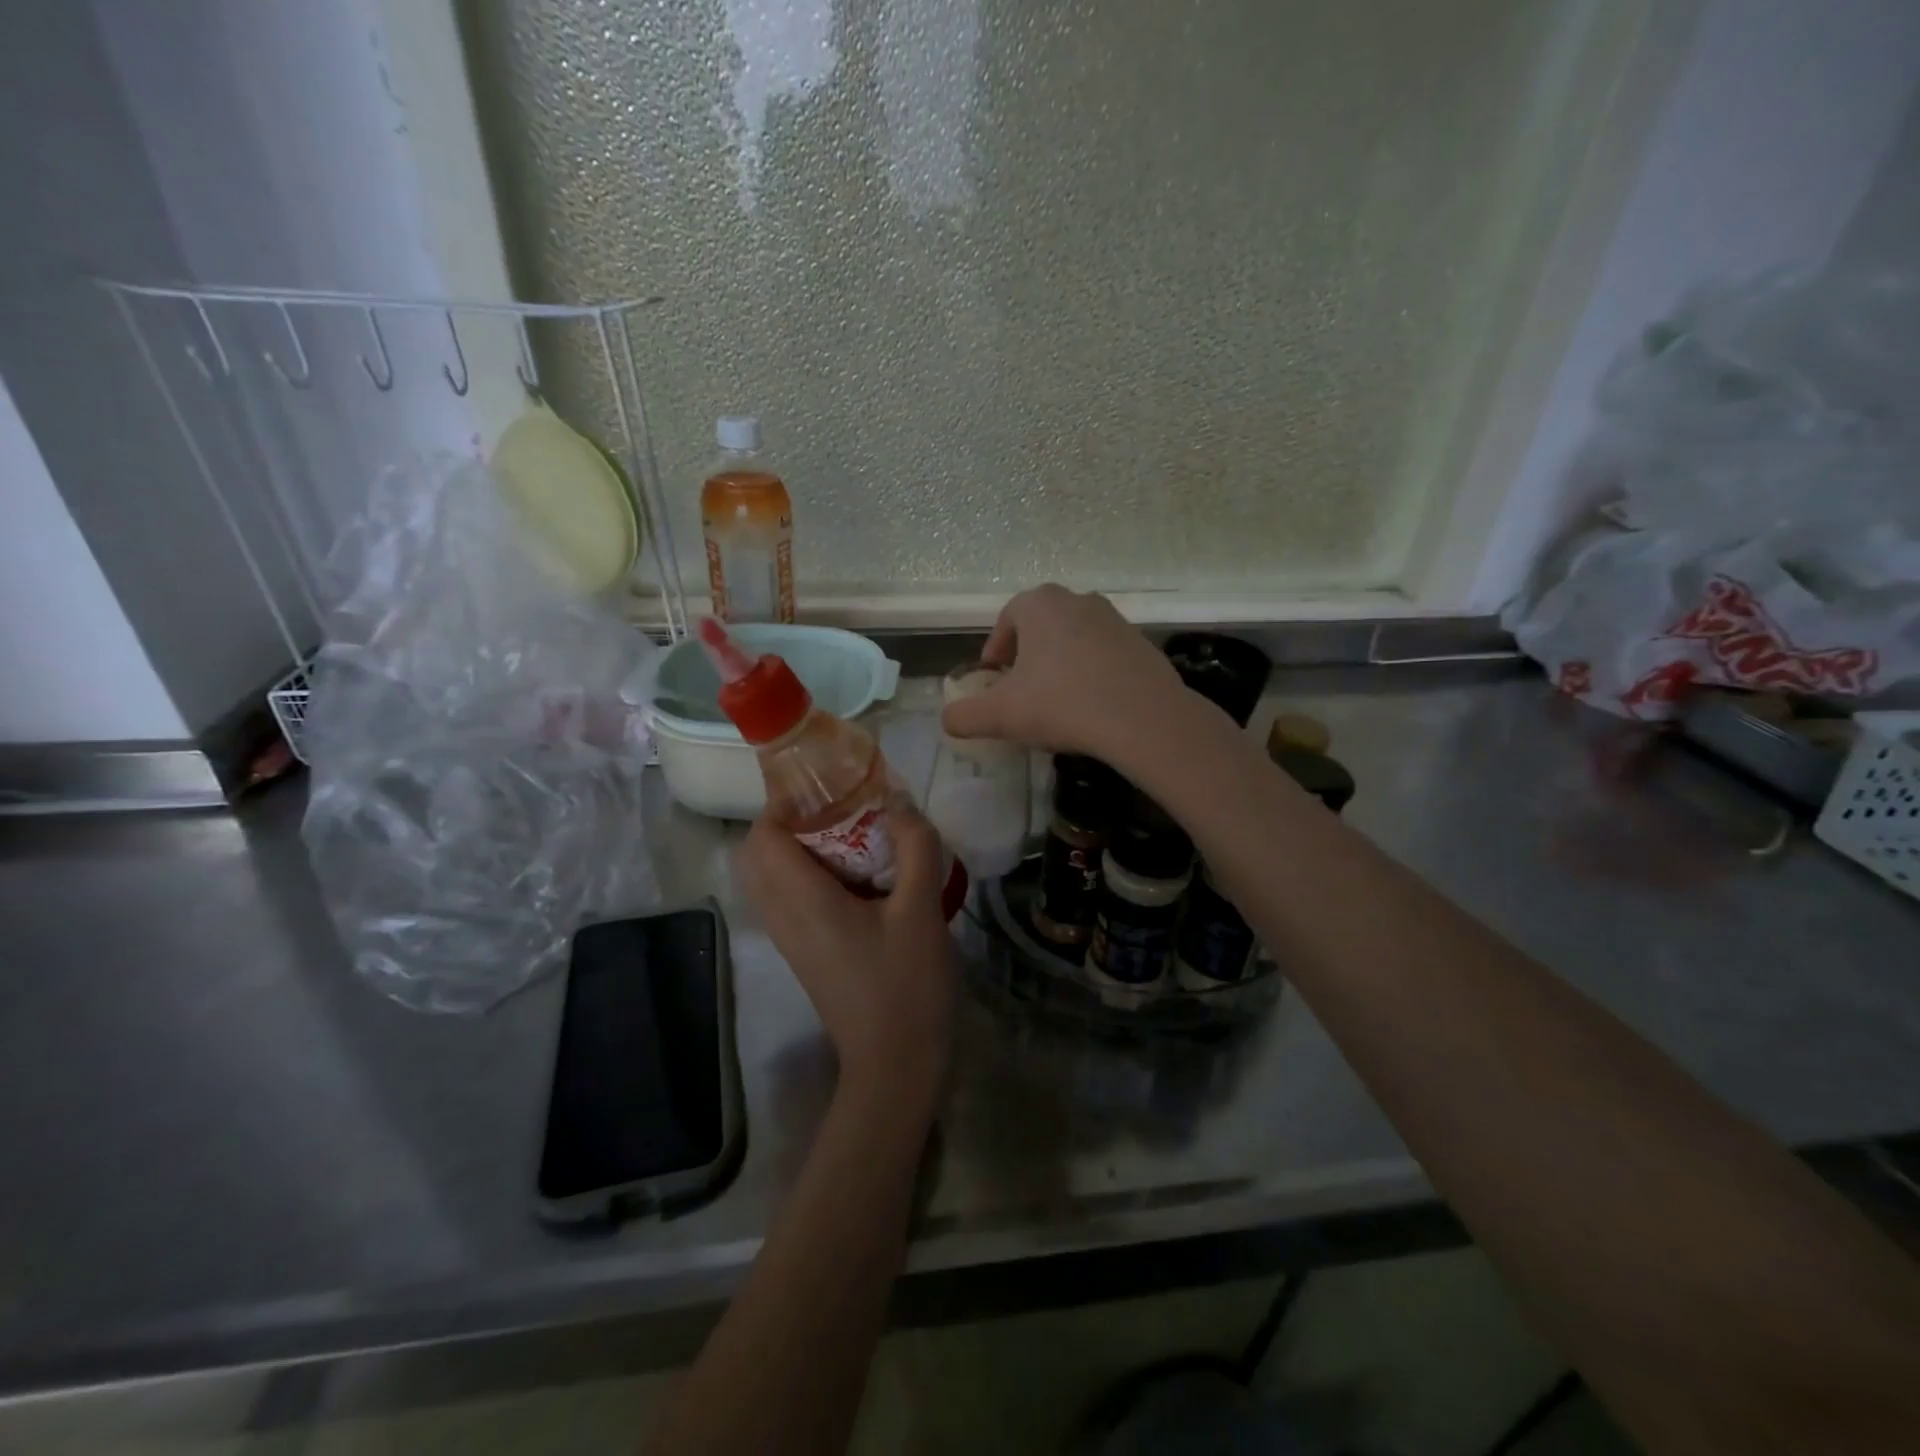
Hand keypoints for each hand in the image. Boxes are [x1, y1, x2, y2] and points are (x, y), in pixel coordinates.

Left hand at [738, 795, 956, 1113]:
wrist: (895, 1065)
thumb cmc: (906, 985)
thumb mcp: (921, 909)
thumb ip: (914, 847)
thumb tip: (899, 802)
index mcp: (802, 900)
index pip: (761, 837)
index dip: (783, 804)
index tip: (827, 787)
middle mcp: (783, 917)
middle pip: (757, 855)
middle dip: (788, 822)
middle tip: (838, 809)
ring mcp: (790, 939)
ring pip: (770, 878)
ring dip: (798, 848)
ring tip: (851, 836)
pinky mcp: (804, 953)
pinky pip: (788, 899)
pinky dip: (808, 875)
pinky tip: (858, 876)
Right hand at [939, 584, 1187, 763]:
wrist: (1142, 718)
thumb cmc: (1061, 704)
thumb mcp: (1000, 716)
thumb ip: (964, 716)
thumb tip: (948, 719)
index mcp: (1040, 604)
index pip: (1006, 620)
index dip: (995, 651)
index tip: (994, 681)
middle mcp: (1078, 600)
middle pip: (1041, 627)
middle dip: (1027, 656)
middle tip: (1021, 692)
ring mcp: (1115, 619)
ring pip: (1074, 640)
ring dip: (1060, 664)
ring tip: (1057, 702)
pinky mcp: (1142, 644)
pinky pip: (1104, 656)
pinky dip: (1091, 674)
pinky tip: (1091, 706)